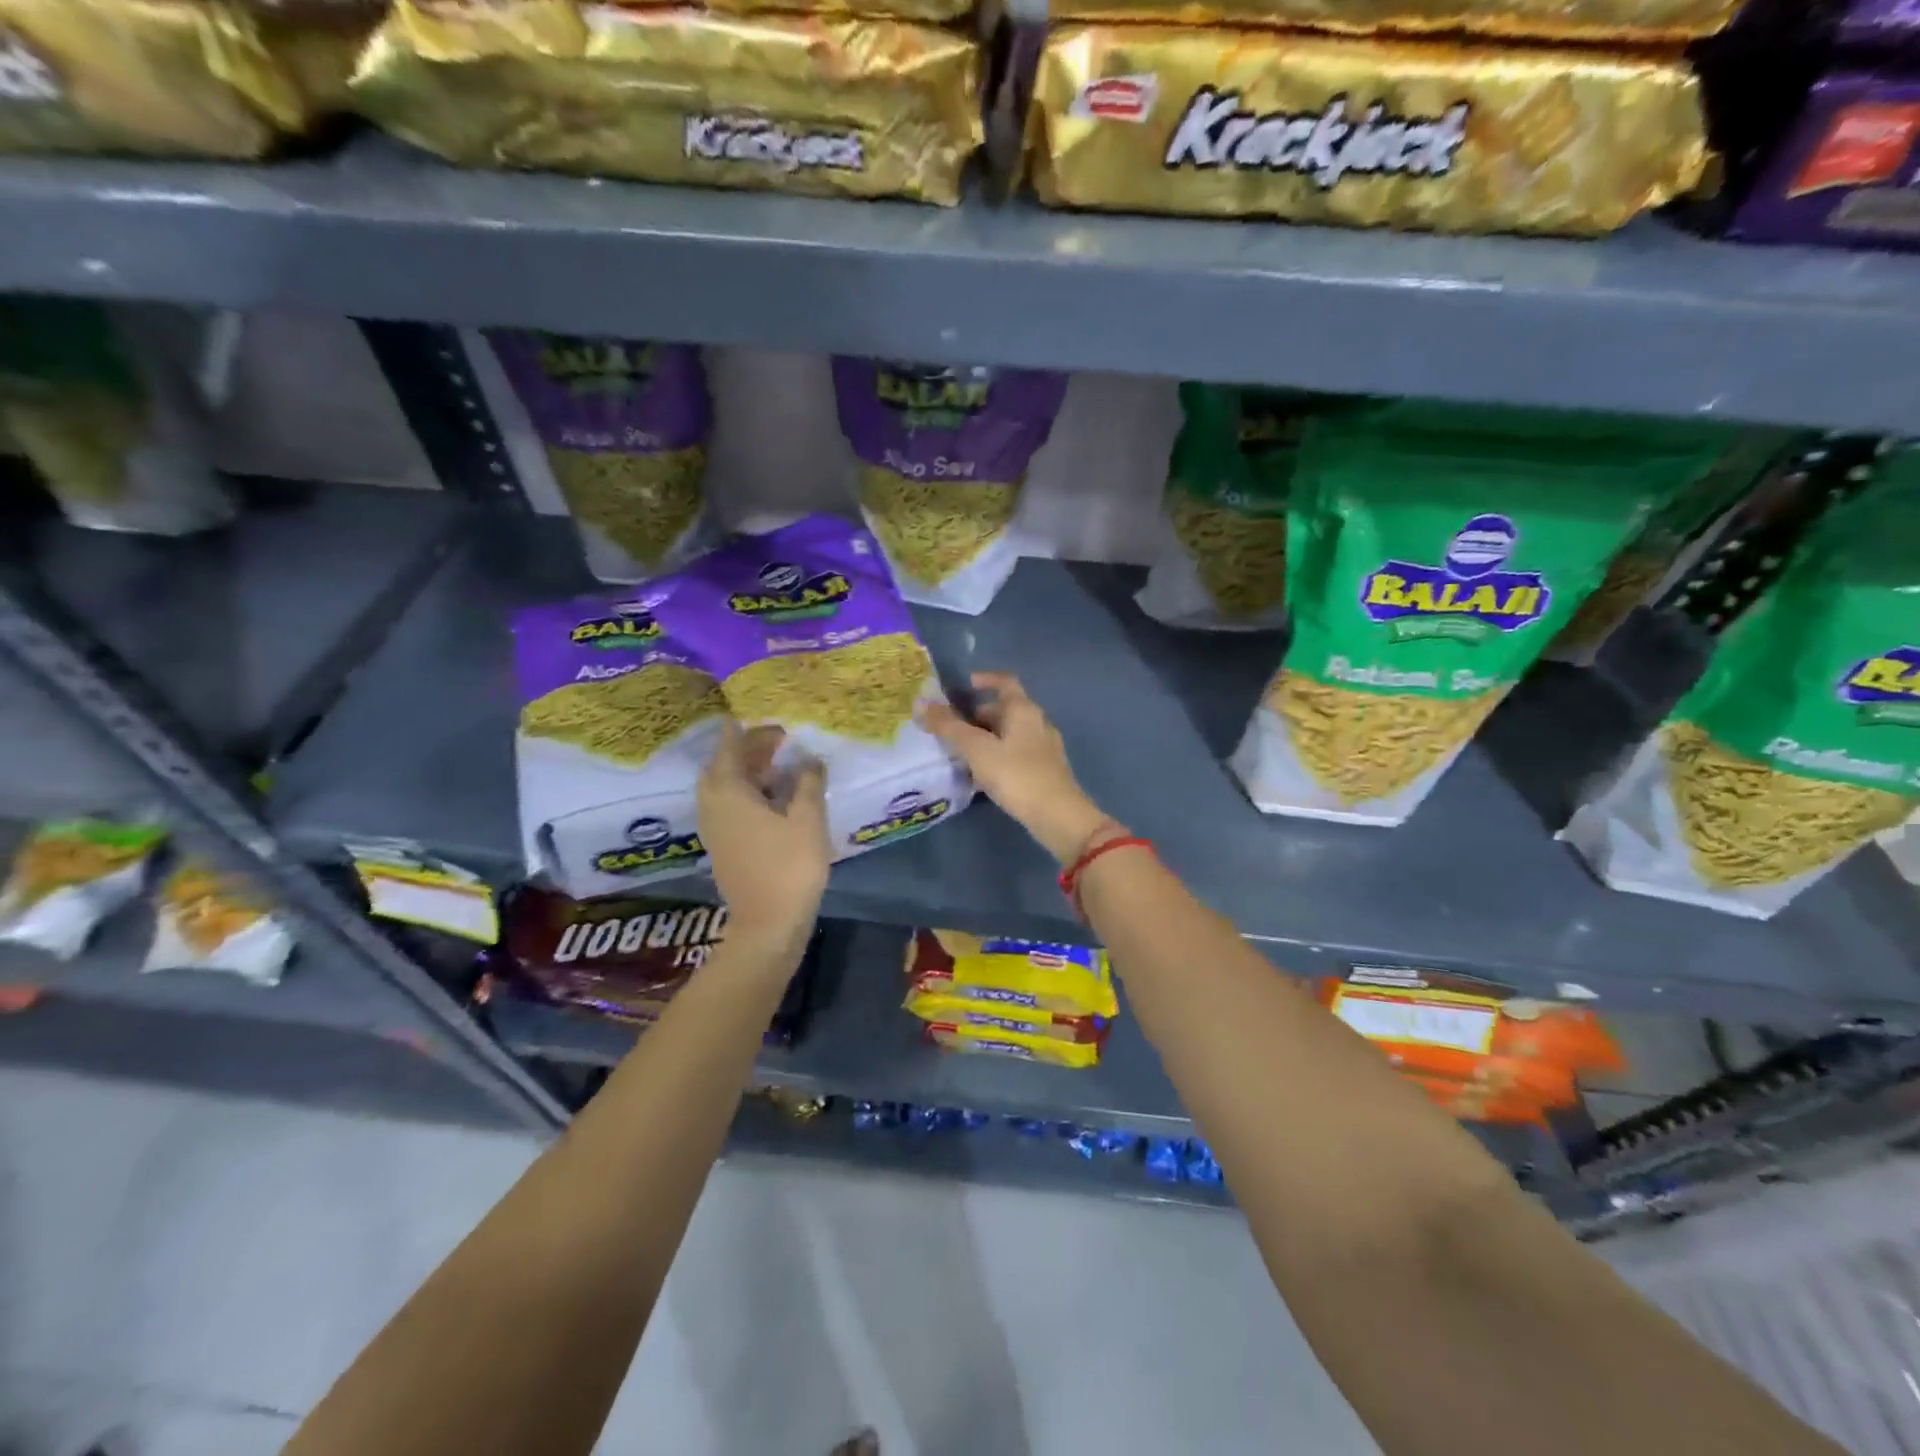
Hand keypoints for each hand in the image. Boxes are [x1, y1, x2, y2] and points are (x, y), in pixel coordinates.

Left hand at [698, 720, 829, 953]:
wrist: (767, 924)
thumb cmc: (789, 866)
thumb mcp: (807, 819)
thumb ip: (808, 782)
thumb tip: (809, 758)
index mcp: (729, 791)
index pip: (732, 746)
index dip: (750, 730)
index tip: (771, 721)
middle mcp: (713, 804)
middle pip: (723, 765)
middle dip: (748, 750)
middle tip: (778, 743)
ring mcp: (714, 827)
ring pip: (724, 787)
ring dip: (747, 772)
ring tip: (778, 768)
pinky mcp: (721, 845)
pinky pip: (727, 805)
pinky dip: (745, 793)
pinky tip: (772, 799)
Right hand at [919, 672, 1111, 862]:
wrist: (1057, 816)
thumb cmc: (1016, 775)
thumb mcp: (976, 749)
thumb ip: (948, 726)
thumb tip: (921, 703)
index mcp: (1024, 711)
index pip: (1006, 682)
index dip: (986, 679)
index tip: (966, 684)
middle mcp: (1038, 723)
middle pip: (1006, 710)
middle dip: (979, 715)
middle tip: (953, 727)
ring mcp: (1044, 749)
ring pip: (1010, 734)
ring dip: (987, 738)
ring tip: (962, 753)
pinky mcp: (1045, 772)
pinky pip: (1016, 755)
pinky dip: (997, 756)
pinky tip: (982, 775)